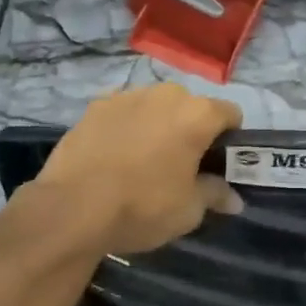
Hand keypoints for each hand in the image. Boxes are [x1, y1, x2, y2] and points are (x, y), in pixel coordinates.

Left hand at [35, 84, 242, 253]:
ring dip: (158, 124)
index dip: (230, 138)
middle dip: (191, 129)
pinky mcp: (96, 105)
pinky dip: (127, 126)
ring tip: (144, 159)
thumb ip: (215, 195)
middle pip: (191, 106)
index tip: (219, 163)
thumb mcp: (188, 210)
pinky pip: (124, 111)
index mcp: (197, 114)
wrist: (72, 208)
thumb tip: (234, 198)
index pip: (231, 113)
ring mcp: (128, 95)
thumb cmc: (142, 207)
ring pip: (156, 106)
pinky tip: (115, 154)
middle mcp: (166, 94)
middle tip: (181, 164)